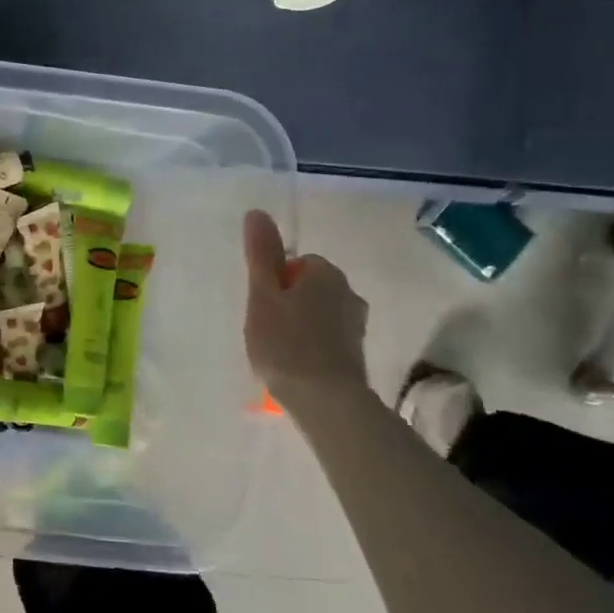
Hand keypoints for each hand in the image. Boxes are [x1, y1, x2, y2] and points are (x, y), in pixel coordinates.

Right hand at [244, 210, 368, 404]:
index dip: (274, 284)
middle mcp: (348, 292)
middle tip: (266, 329)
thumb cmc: (285, 342)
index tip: (262, 308)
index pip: (296, 264)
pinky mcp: (356, 352)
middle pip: (309, 288)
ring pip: (318, 313)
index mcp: (325, 273)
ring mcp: (356, 324)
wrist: (325, 400)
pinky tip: (296, 364)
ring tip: (278, 351)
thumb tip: (257, 212)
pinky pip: (327, 337)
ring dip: (300, 325)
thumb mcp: (262, 295)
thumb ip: (260, 255)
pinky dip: (311, 345)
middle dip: (288, 303)